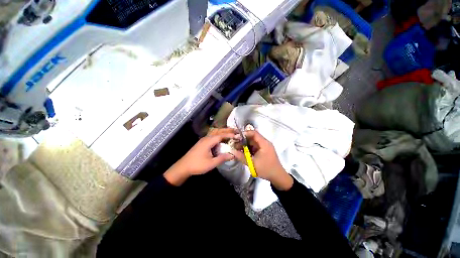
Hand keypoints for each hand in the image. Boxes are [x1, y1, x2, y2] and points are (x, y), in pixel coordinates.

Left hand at [164, 129, 235, 185]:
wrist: (183, 166)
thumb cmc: (197, 165)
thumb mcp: (211, 164)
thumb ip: (222, 158)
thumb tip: (232, 155)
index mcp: (208, 142)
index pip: (221, 135)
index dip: (229, 135)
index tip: (237, 135)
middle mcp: (206, 138)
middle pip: (218, 131)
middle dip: (227, 130)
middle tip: (236, 131)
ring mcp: (203, 140)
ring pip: (215, 133)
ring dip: (223, 132)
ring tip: (231, 133)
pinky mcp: (202, 142)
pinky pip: (212, 136)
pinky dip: (219, 135)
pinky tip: (222, 139)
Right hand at [232, 129, 292, 190]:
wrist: (277, 177)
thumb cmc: (266, 169)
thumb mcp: (252, 164)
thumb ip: (241, 157)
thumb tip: (232, 151)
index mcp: (264, 143)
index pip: (254, 133)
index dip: (245, 133)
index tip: (236, 137)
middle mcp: (264, 143)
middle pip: (252, 138)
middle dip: (243, 140)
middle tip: (234, 144)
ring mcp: (264, 147)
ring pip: (253, 142)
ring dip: (245, 145)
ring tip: (237, 148)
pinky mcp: (263, 151)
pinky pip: (254, 147)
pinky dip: (248, 148)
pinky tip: (243, 152)